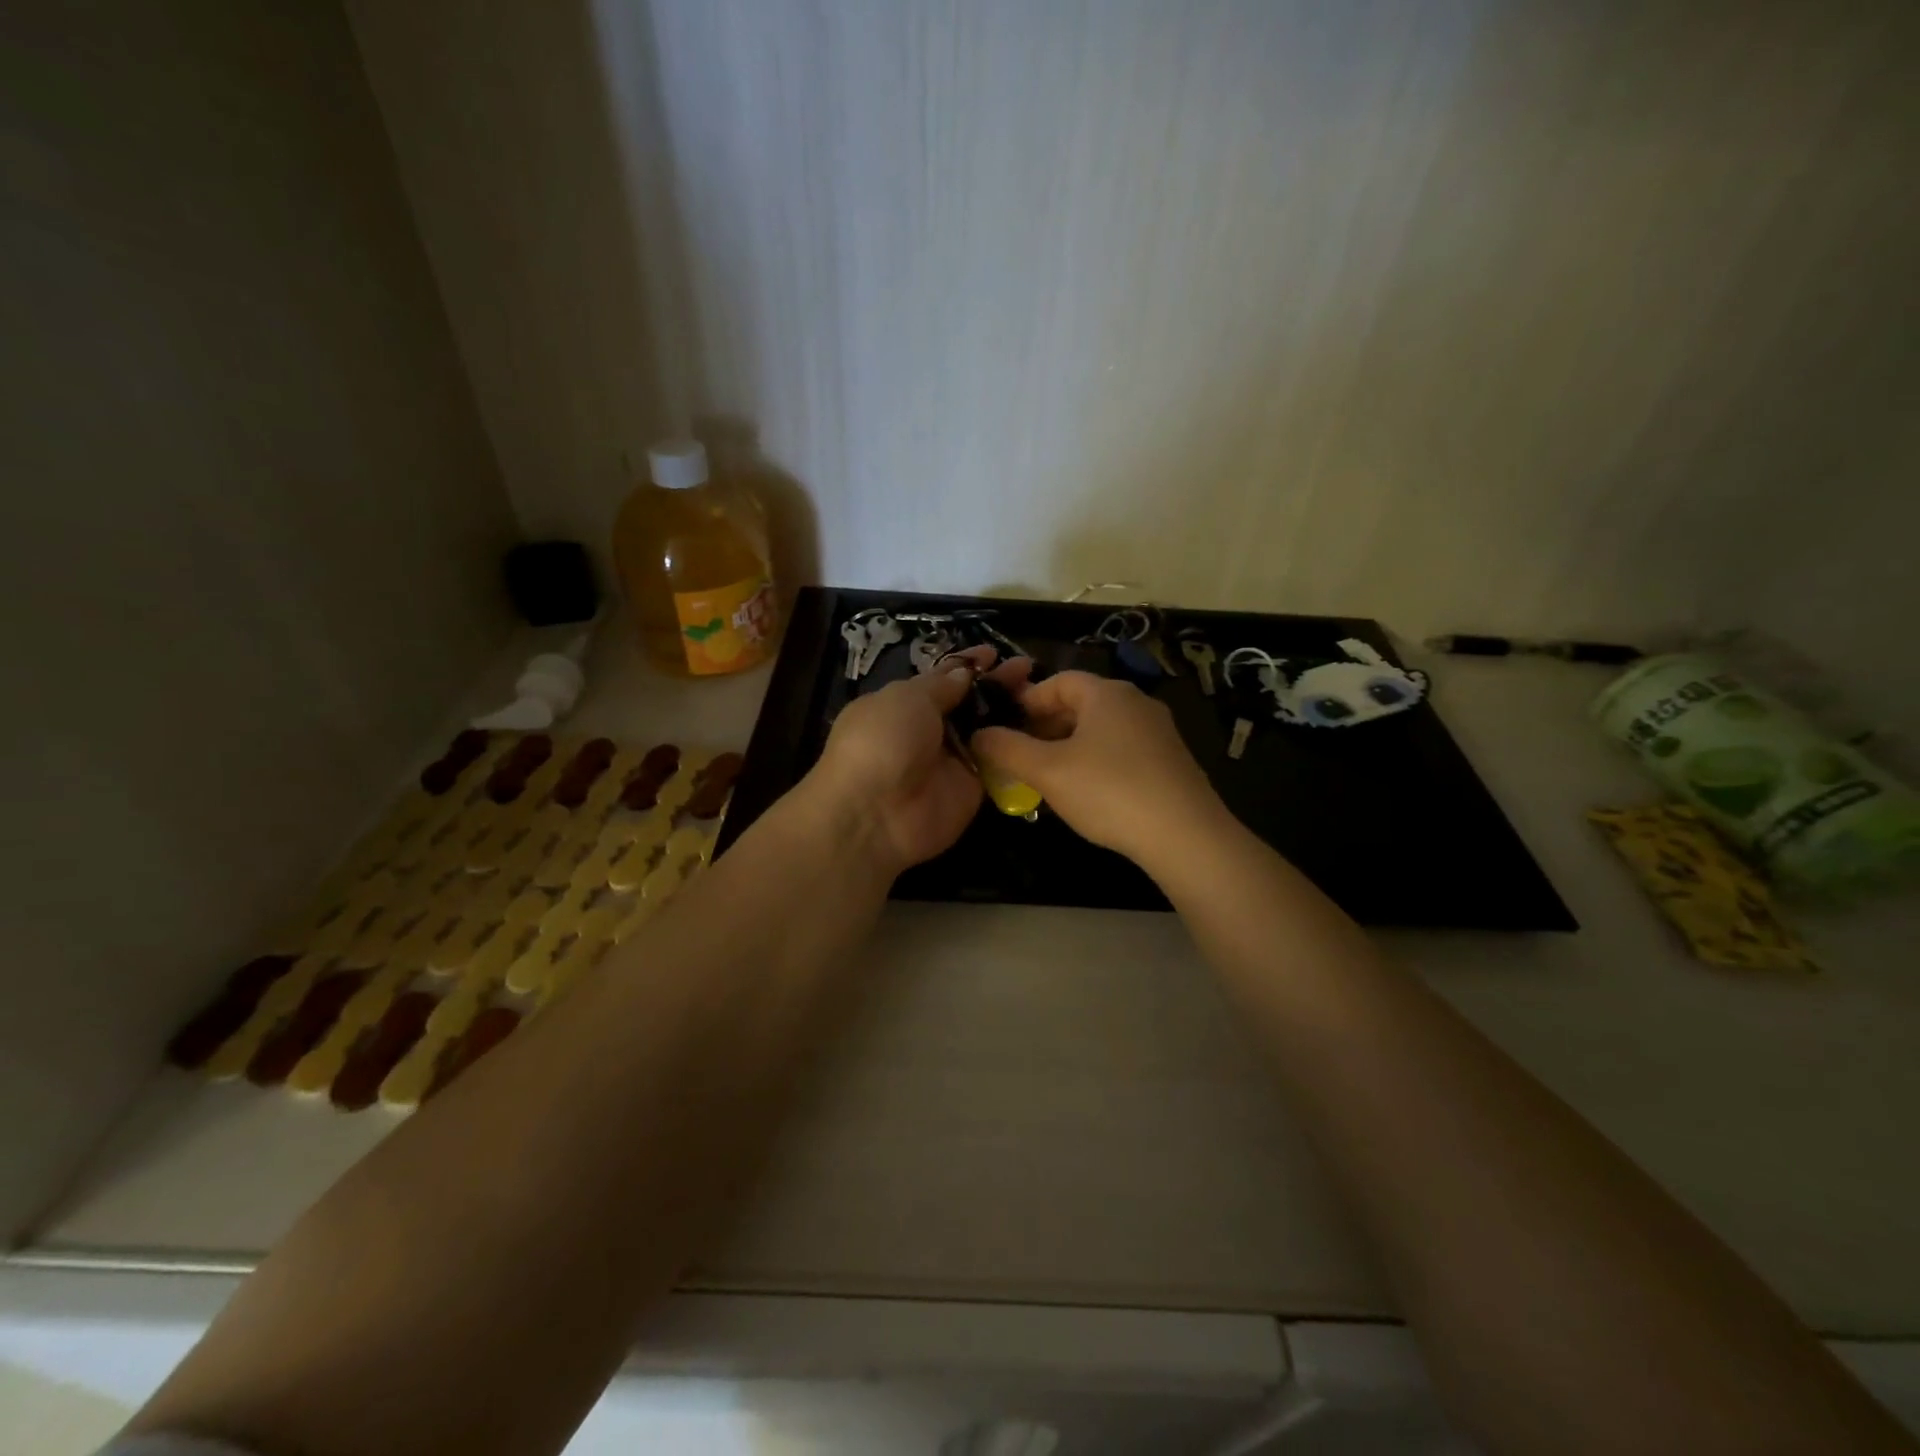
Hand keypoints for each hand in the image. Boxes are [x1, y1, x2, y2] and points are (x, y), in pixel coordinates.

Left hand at [798, 647, 1025, 877]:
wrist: (875, 813)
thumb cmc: (882, 741)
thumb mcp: (907, 698)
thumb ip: (941, 685)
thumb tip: (965, 673)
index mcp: (904, 703)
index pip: (942, 678)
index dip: (968, 664)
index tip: (995, 652)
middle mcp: (929, 730)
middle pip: (970, 703)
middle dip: (996, 685)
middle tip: (1028, 669)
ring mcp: (952, 760)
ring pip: (987, 731)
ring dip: (1012, 712)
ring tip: (1043, 693)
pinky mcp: (972, 788)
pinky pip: (998, 763)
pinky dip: (1017, 747)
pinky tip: (1045, 727)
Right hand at [970, 670, 1227, 868]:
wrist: (1184, 835)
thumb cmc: (1109, 791)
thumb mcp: (1047, 771)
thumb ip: (1007, 749)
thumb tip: (979, 734)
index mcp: (1106, 693)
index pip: (1058, 681)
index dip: (1026, 701)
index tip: (1004, 727)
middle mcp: (1136, 702)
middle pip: (1080, 704)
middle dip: (1045, 726)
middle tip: (1021, 756)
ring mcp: (1158, 731)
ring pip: (1101, 729)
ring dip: (1069, 746)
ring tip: (1048, 777)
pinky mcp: (1171, 761)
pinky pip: (1122, 750)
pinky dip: (1097, 761)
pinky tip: (1087, 792)